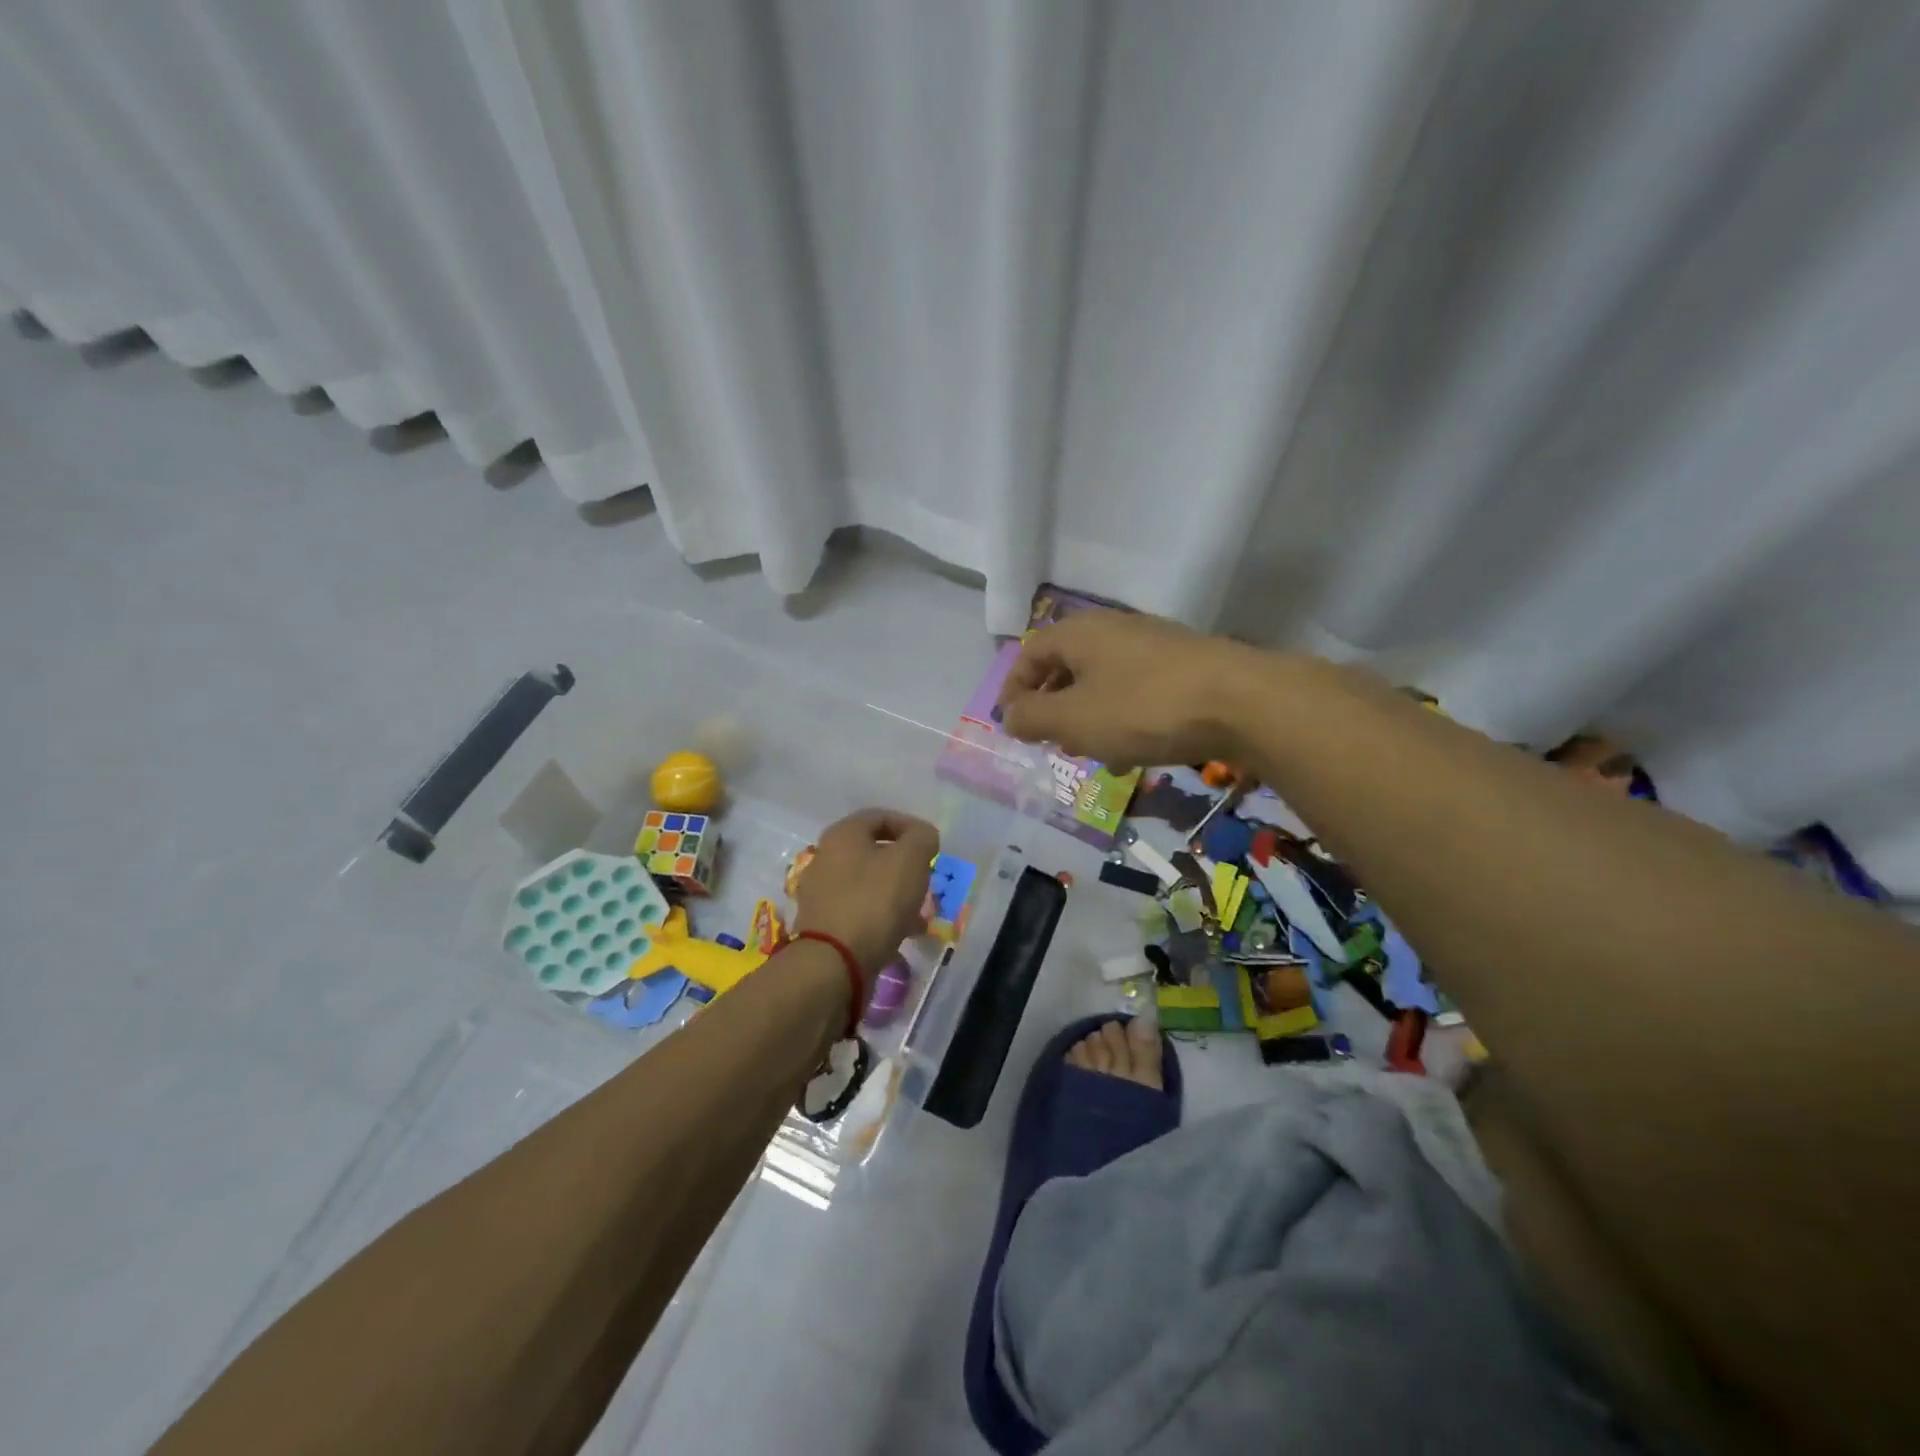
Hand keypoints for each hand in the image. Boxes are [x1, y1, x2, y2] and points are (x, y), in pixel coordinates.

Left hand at [792, 809, 939, 987]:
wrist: (834, 963)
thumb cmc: (875, 901)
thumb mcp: (910, 860)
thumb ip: (922, 838)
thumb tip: (922, 836)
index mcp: (842, 834)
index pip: (880, 816)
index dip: (910, 826)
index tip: (932, 847)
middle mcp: (826, 857)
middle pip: (873, 851)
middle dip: (905, 864)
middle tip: (926, 879)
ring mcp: (821, 892)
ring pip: (868, 883)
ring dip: (896, 892)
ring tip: (921, 912)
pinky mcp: (823, 923)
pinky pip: (860, 909)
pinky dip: (883, 915)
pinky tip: (903, 932)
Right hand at [996, 611, 1254, 771]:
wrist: (1242, 701)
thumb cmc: (1142, 708)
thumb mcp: (1073, 719)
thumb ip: (1032, 717)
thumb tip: (1009, 715)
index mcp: (1079, 634)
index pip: (1029, 653)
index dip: (1013, 689)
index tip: (1010, 724)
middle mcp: (1113, 629)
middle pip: (1068, 665)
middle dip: (1053, 705)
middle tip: (1049, 739)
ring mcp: (1153, 645)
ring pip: (1104, 681)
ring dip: (1088, 716)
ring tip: (1090, 752)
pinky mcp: (1185, 666)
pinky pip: (1137, 691)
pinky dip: (1123, 719)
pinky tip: (1133, 754)